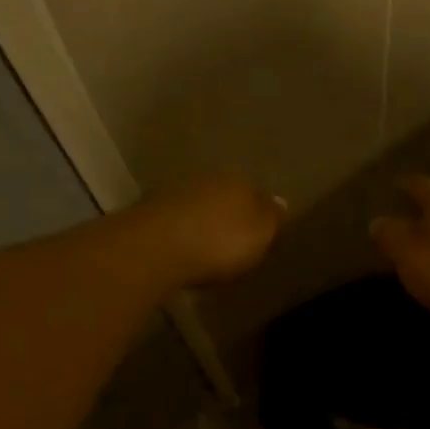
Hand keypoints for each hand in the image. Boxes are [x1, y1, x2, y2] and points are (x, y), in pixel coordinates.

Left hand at [139, 175, 287, 287]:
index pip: (257, 195)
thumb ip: (271, 218)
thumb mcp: (259, 236)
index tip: (259, 236)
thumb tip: (281, 201)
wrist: (155, 247)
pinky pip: (175, 220)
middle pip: (226, 197)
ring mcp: (175, 192)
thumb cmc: (219, 243)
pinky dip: (181, 231)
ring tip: (205, 248)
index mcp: (240, 183)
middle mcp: (208, 180)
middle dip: (229, 216)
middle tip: (233, 243)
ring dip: (202, 222)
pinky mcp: (149, 211)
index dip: (260, 215)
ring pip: (198, 205)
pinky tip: (181, 248)